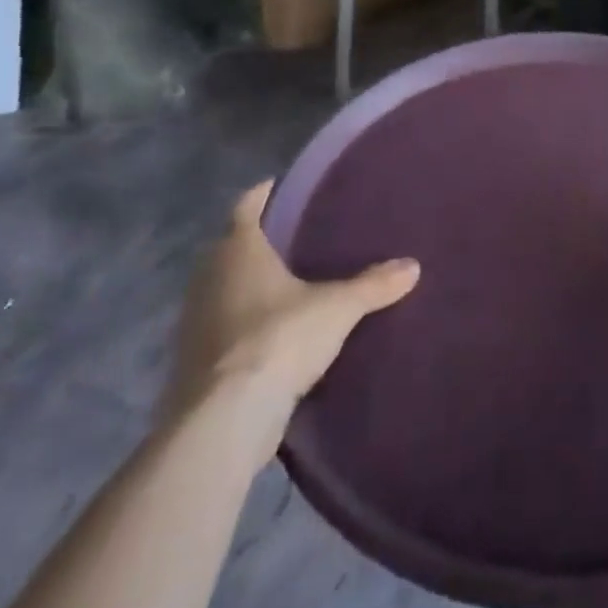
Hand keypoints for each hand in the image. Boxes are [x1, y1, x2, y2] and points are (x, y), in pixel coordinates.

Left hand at [170, 179, 419, 465]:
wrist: (225, 421)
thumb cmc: (279, 339)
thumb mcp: (338, 308)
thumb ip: (374, 285)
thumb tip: (413, 266)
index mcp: (238, 250)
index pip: (247, 205)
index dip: (265, 193)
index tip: (285, 187)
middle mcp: (209, 277)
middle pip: (232, 246)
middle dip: (260, 241)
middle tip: (298, 237)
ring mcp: (195, 321)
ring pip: (224, 288)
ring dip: (248, 285)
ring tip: (289, 284)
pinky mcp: (193, 362)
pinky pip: (221, 327)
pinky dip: (242, 324)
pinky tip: (271, 333)